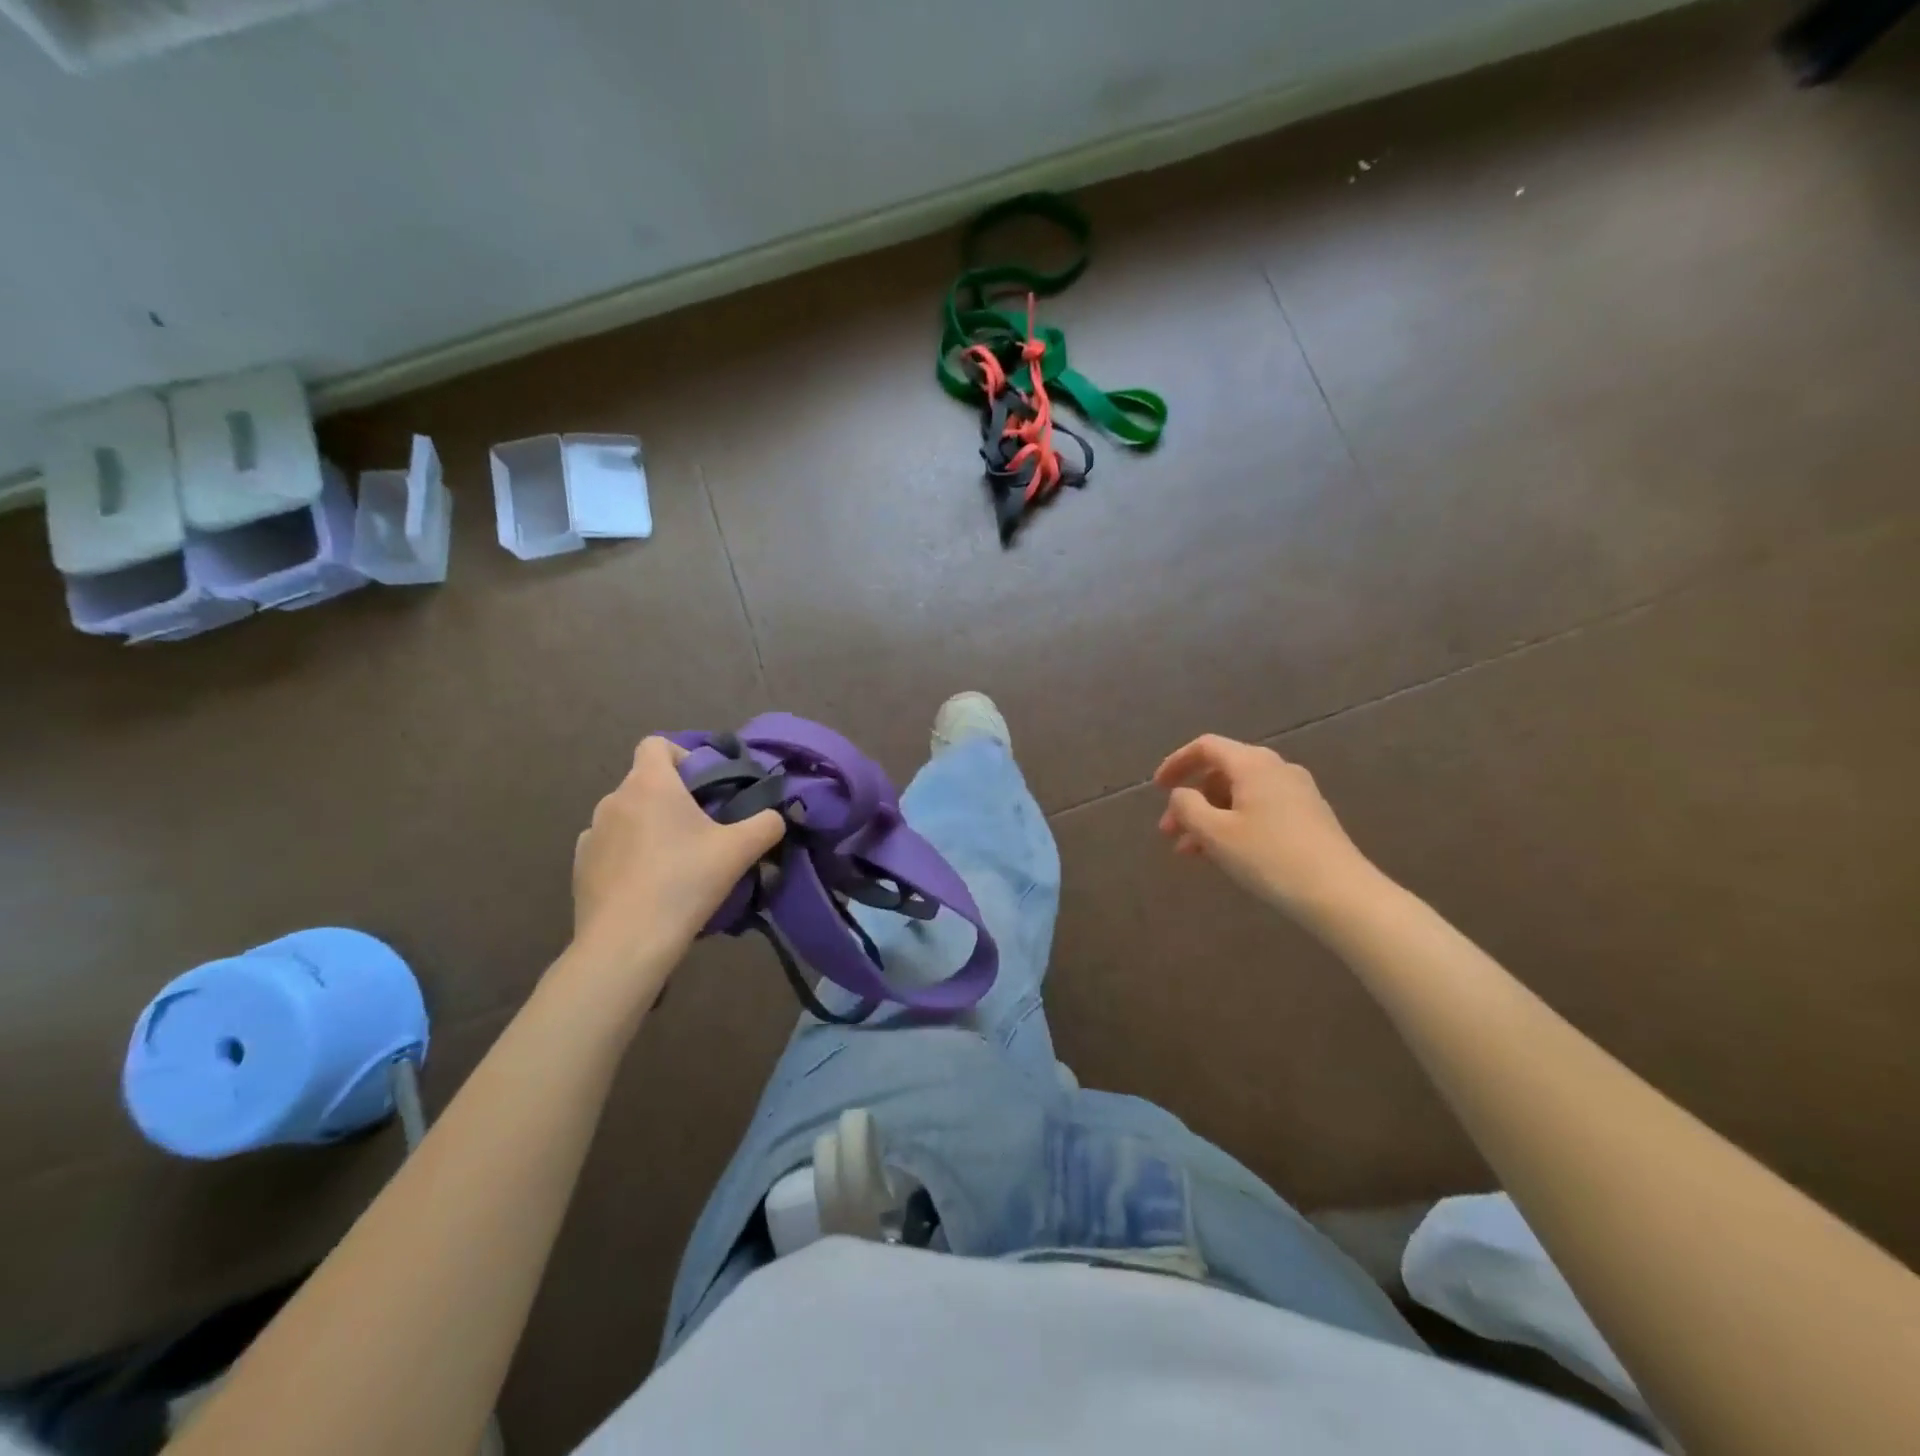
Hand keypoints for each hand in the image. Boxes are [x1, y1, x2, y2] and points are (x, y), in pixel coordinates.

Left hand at [571, 737, 784, 978]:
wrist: (626, 943)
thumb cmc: (684, 882)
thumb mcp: (740, 851)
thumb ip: (766, 824)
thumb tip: (775, 817)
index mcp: (649, 784)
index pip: (656, 744)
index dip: (682, 757)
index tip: (704, 787)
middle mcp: (613, 799)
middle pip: (646, 783)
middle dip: (673, 799)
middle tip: (702, 831)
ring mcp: (591, 833)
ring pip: (627, 816)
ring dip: (649, 827)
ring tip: (674, 862)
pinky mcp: (580, 866)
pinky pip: (610, 846)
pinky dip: (628, 855)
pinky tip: (647, 884)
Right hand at [1153, 734, 1381, 925]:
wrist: (1340, 894)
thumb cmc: (1269, 857)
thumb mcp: (1216, 833)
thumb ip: (1188, 807)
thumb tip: (1181, 794)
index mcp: (1253, 764)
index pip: (1206, 747)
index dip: (1176, 763)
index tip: (1157, 788)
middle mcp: (1277, 768)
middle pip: (1222, 772)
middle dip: (1191, 800)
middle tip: (1169, 832)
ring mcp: (1297, 792)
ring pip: (1240, 795)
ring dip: (1210, 817)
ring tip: (1191, 852)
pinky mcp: (1309, 816)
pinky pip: (1260, 809)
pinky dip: (1234, 824)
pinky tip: (1225, 854)